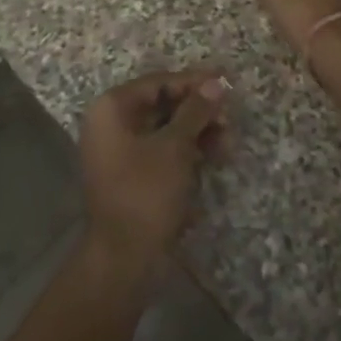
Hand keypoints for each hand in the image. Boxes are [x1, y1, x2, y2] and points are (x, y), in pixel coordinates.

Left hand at [79, 71, 227, 271]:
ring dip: (197, 132)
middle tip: (229, 117)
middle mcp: (111, 124)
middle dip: (198, 110)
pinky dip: (186, 151)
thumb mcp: (175, 147)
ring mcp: (119, 151)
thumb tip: (215, 82)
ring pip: (164, 129)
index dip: (193, 82)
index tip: (225, 82)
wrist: (124, 258)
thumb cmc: (146, 192)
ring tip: (228, 142)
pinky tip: (214, 156)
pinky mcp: (131, 175)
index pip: (157, 82)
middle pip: (161, 105)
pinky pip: (161, 151)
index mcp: (112, 109)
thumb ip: (195, 111)